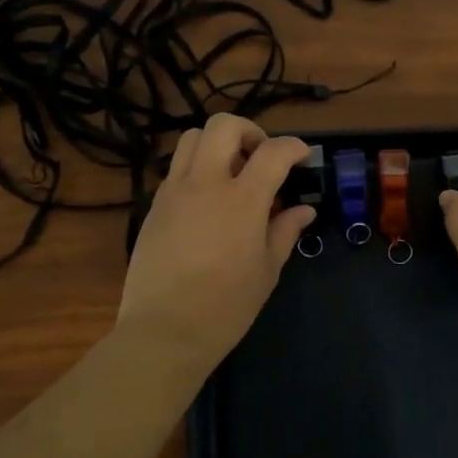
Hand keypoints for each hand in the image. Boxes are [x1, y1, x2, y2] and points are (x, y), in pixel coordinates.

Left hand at [117, 113, 314, 369]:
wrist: (164, 332)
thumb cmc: (226, 307)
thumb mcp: (266, 271)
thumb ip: (285, 231)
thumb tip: (303, 210)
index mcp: (242, 200)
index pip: (273, 152)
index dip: (293, 147)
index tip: (303, 155)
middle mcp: (205, 183)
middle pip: (224, 126)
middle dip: (250, 131)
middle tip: (262, 158)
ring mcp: (174, 191)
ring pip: (192, 138)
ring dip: (217, 144)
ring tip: (232, 173)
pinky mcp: (154, 205)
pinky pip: (176, 168)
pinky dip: (196, 168)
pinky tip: (207, 200)